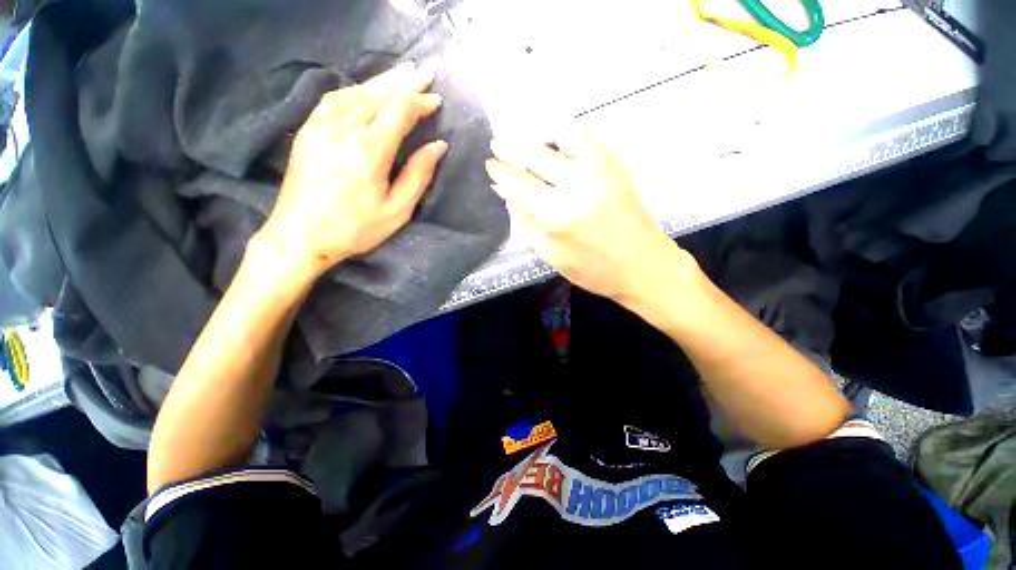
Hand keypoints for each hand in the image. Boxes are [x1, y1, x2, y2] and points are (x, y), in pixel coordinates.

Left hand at [256, 61, 447, 281]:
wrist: (300, 236)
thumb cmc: (355, 228)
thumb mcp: (396, 210)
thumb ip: (418, 175)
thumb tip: (437, 146)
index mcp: (368, 150)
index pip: (399, 112)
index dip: (420, 102)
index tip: (436, 100)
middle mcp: (342, 129)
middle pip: (377, 94)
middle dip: (403, 82)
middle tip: (424, 72)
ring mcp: (319, 126)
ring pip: (355, 91)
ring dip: (380, 81)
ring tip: (400, 74)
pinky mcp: (307, 130)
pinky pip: (334, 99)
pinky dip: (355, 89)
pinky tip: (365, 90)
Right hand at [486, 129, 697, 301]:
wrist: (643, 265)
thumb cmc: (593, 270)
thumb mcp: (551, 255)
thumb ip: (526, 222)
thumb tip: (506, 193)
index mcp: (555, 215)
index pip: (518, 182)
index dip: (500, 171)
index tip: (490, 164)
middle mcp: (575, 185)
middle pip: (534, 154)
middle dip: (510, 146)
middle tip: (497, 143)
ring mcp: (598, 170)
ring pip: (560, 136)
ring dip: (537, 135)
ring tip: (525, 139)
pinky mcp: (616, 165)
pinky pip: (587, 137)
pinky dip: (567, 132)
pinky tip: (556, 138)